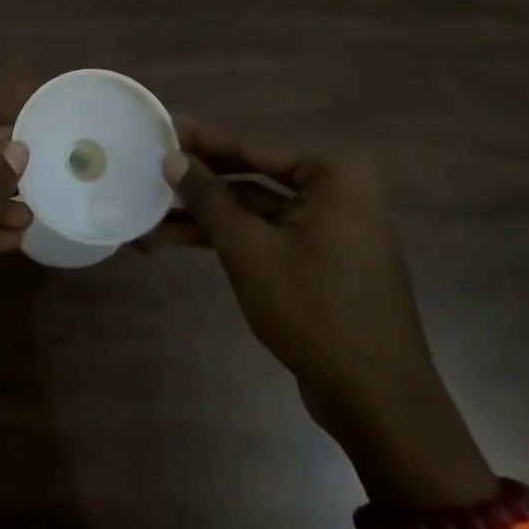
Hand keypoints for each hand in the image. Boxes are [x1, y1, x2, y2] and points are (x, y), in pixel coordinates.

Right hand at [162, 119, 492, 506]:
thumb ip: (208, 199)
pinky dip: (229, 236)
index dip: (203, 140)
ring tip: (153, 209)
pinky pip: (267, 234)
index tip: (163, 126)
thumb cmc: (315, 311)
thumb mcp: (249, 250)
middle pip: (253, 174)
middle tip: (151, 165)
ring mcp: (330, 228)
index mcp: (334, 175)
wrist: (377, 402)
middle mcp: (338, 192)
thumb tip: (172, 158)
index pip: (253, 146)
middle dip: (201, 178)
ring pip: (256, 208)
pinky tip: (181, 237)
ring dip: (208, 211)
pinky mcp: (321, 261)